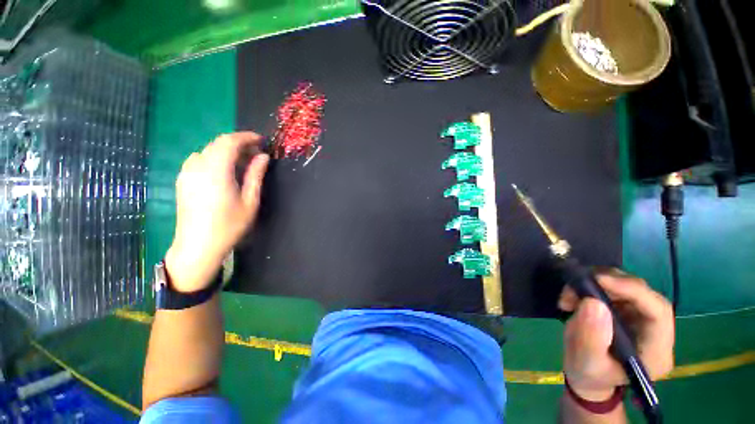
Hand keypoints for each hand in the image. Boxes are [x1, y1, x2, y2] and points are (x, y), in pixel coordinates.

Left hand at [165, 132, 268, 291]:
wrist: (198, 246)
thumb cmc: (229, 225)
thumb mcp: (250, 201)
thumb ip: (255, 175)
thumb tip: (263, 156)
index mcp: (216, 171)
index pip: (229, 142)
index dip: (246, 137)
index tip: (261, 140)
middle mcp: (197, 166)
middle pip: (217, 143)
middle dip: (238, 144)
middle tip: (256, 154)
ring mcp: (186, 173)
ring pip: (207, 150)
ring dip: (226, 151)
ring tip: (241, 163)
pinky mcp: (182, 180)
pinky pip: (199, 159)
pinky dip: (214, 158)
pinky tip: (223, 172)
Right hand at [558, 272, 674, 400]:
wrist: (584, 373)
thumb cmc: (588, 373)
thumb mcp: (586, 362)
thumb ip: (591, 338)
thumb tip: (593, 303)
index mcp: (655, 351)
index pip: (658, 312)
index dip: (633, 291)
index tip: (600, 280)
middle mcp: (655, 331)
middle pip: (643, 295)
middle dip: (609, 284)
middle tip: (578, 285)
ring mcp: (641, 317)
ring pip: (626, 286)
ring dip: (595, 283)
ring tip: (569, 295)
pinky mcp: (626, 308)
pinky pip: (612, 287)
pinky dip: (589, 285)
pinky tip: (573, 296)